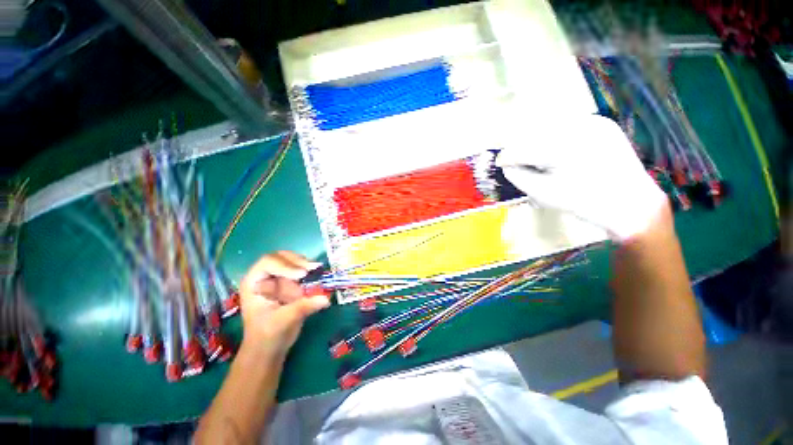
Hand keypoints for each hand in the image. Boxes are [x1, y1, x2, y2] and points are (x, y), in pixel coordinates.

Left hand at [238, 251, 329, 359]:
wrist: (270, 348)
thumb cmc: (267, 335)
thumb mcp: (282, 321)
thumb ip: (303, 307)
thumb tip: (326, 298)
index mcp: (254, 282)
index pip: (268, 262)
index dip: (285, 265)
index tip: (302, 275)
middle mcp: (266, 276)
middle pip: (282, 257)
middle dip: (297, 261)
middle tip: (312, 269)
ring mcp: (279, 279)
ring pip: (293, 261)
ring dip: (306, 264)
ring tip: (316, 271)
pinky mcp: (291, 283)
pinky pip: (302, 271)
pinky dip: (311, 271)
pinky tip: (318, 275)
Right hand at [496, 114, 668, 240]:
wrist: (632, 204)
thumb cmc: (584, 203)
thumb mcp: (543, 194)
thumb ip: (519, 177)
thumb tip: (506, 165)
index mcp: (562, 148)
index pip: (522, 148)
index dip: (507, 156)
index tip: (500, 162)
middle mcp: (578, 128)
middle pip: (535, 132)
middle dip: (522, 146)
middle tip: (516, 160)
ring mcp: (593, 122)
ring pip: (551, 126)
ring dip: (538, 140)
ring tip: (537, 157)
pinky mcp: (602, 124)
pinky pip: (568, 126)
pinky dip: (556, 137)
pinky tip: (558, 151)